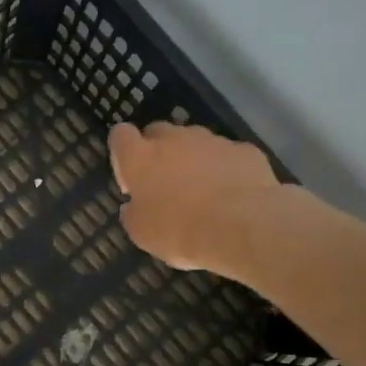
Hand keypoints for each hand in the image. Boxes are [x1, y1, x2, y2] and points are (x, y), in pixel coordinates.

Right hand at [109, 121, 281, 276]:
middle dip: (158, 152)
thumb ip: (133, 213)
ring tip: (202, 191)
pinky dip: (225, 169)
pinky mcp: (244, 150)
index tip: (130, 177)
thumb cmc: (180, 231)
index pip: (121, 135)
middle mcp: (174, 139)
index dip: (123, 151)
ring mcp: (212, 141)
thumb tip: (133, 205)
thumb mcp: (142, 233)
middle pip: (158, 132)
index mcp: (140, 158)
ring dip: (193, 159)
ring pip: (195, 141)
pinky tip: (231, 194)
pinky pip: (227, 155)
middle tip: (164, 184)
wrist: (244, 226)